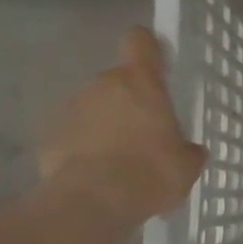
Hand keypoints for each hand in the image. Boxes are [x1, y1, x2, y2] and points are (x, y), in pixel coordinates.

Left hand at [39, 28, 205, 216]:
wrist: (93, 202)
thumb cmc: (150, 173)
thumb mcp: (186, 166)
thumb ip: (188, 151)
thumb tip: (191, 151)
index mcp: (141, 82)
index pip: (140, 41)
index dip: (148, 49)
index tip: (157, 66)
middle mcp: (103, 85)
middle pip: (117, 81)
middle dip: (130, 102)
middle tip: (145, 136)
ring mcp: (72, 109)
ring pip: (94, 108)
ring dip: (106, 125)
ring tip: (119, 162)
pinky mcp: (50, 136)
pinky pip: (74, 135)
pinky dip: (84, 149)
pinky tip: (96, 177)